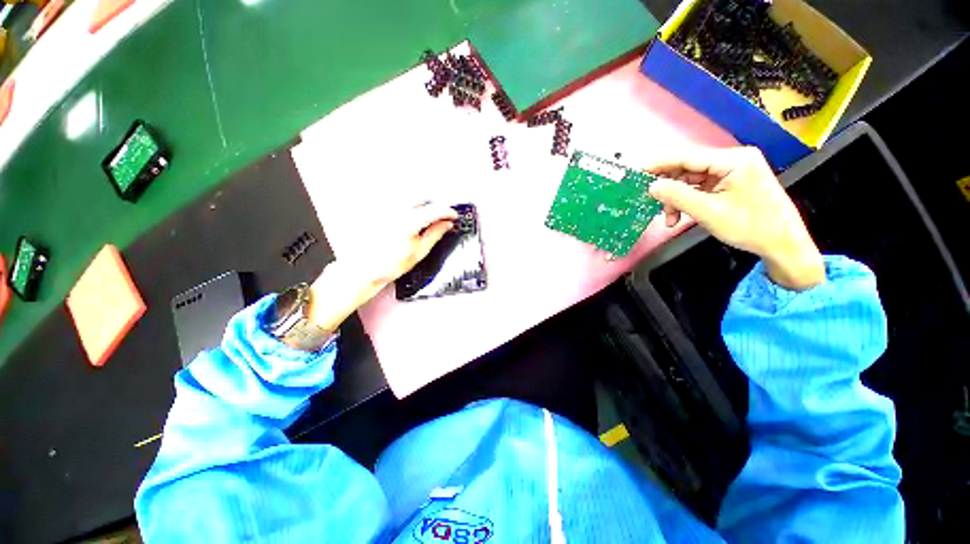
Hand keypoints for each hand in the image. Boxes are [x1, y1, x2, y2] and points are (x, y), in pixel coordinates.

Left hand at [307, 203, 456, 331]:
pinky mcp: (376, 210)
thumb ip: (435, 234)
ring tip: (422, 220)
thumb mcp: (419, 252)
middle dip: (433, 206)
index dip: (448, 212)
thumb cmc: (387, 265)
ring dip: (420, 206)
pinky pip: (396, 202)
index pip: (435, 210)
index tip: (453, 216)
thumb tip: (446, 225)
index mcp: (409, 221)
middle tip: (440, 218)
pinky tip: (406, 219)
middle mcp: (395, 210)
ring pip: (409, 198)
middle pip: (422, 198)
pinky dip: (406, 207)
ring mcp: (384, 208)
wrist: (362, 270)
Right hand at [645, 146, 824, 290]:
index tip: (637, 174)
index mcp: (733, 160)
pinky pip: (700, 187)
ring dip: (677, 198)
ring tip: (670, 219)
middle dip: (669, 188)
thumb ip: (678, 196)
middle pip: (688, 168)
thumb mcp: (709, 212)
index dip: (659, 164)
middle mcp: (733, 159)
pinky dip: (687, 200)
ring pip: (691, 179)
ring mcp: (732, 170)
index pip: (687, 156)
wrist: (783, 243)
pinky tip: (680, 216)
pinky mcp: (731, 182)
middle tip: (654, 205)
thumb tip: (652, 186)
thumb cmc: (750, 227)